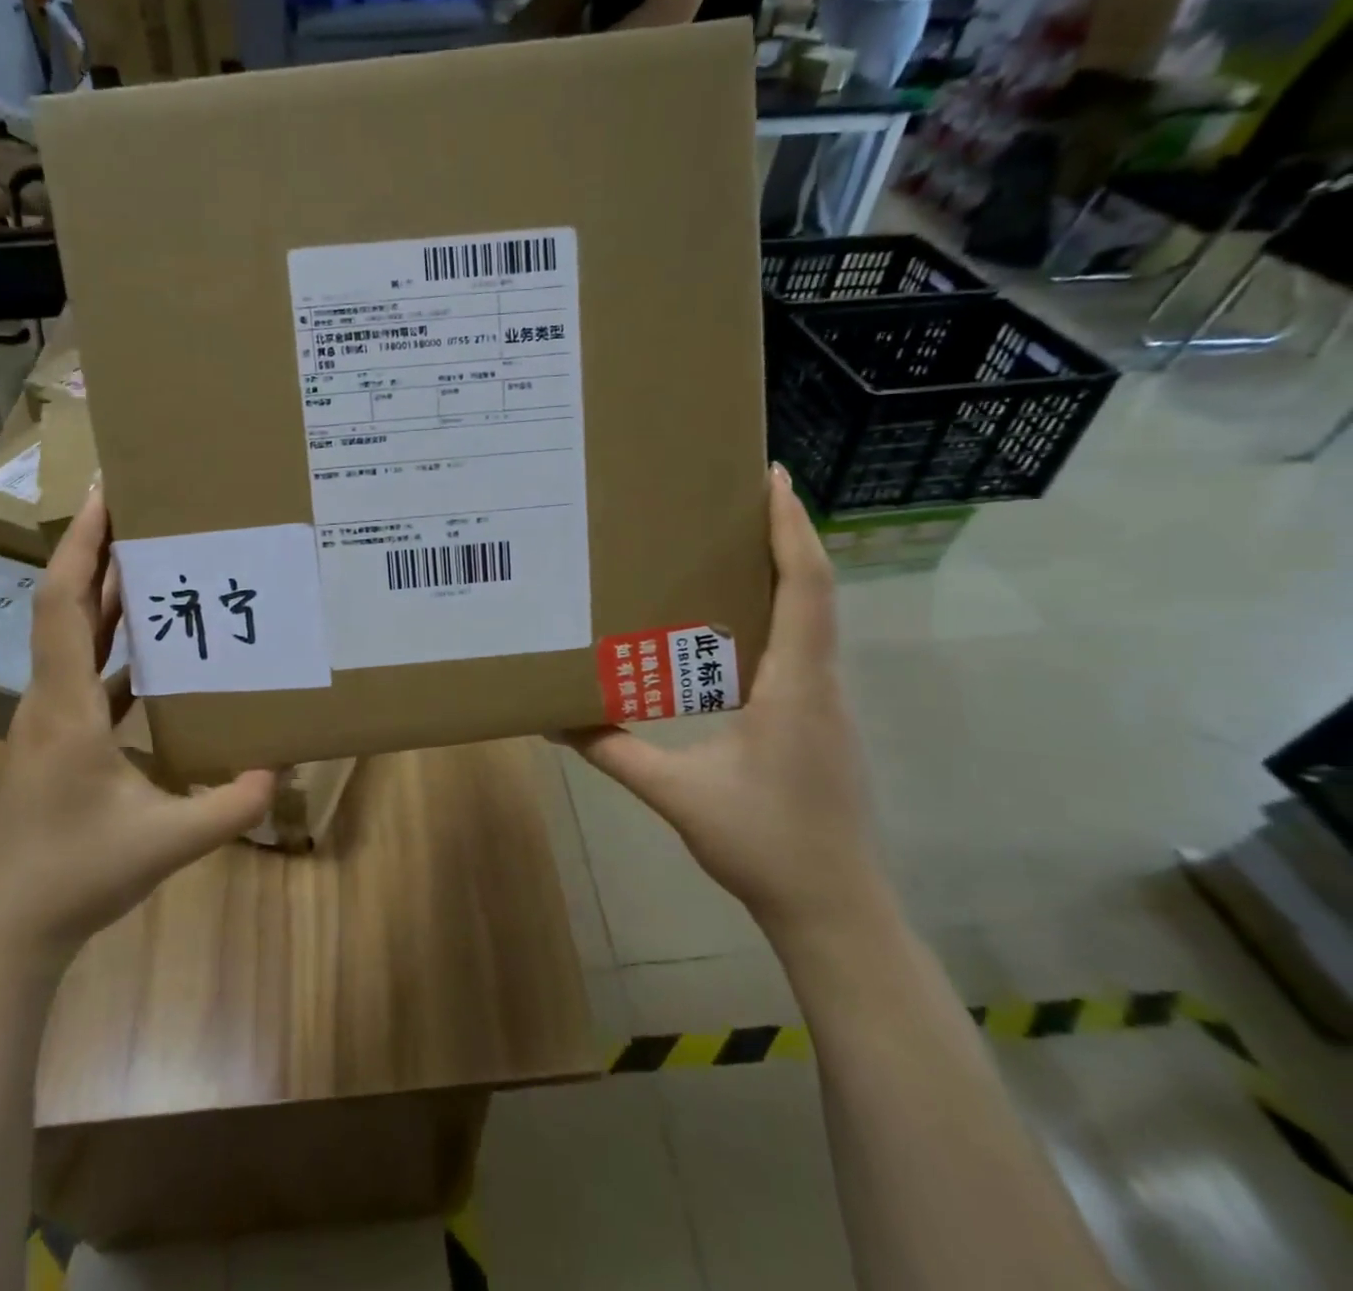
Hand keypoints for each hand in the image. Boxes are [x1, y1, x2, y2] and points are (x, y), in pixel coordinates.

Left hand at [0, 484, 274, 959]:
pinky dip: (115, 648)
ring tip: (154, 563)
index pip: (65, 603)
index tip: (105, 496)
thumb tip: (280, 770)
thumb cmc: (72, 875)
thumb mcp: (165, 841)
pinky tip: (154, 650)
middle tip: (144, 513)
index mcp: (65, 706)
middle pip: (67, 605)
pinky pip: (87, 674)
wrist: (3, 931)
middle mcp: (50, 699)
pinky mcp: (58, 741)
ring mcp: (50, 720)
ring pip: (75, 639)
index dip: (82, 545)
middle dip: (98, 553)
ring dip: (107, 597)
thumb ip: (230, 807)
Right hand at [563, 465, 884, 939]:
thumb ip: (614, 752)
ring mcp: (825, 703)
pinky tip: (734, 622)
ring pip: (811, 618)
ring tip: (730, 545)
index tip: (772, 479)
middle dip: (783, 535)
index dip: (791, 529)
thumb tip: (554, 720)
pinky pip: (801, 647)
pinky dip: (777, 613)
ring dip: (782, 572)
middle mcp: (819, 682)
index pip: (804, 587)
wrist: (834, 909)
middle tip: (736, 498)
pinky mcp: (818, 721)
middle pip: (813, 589)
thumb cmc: (763, 844)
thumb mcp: (676, 795)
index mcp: (793, 685)